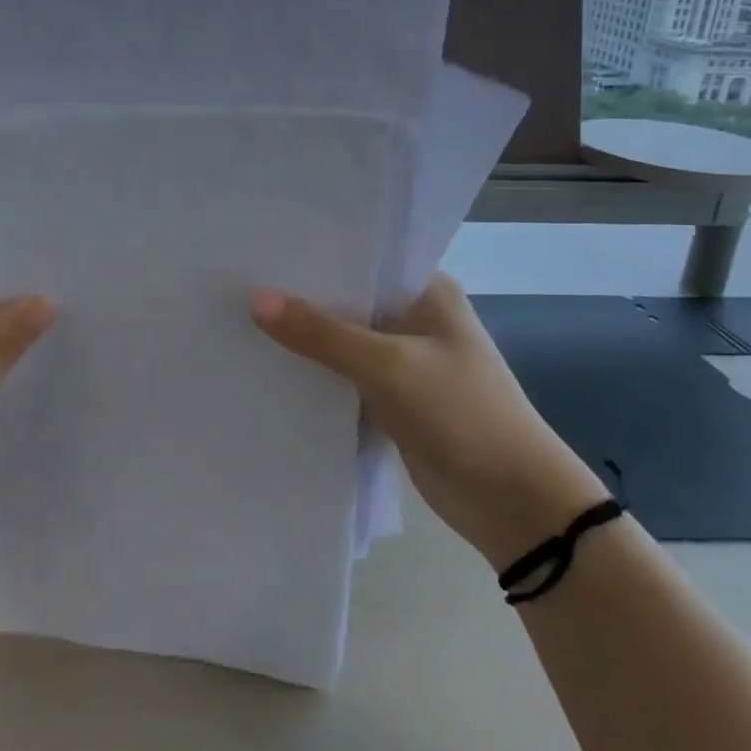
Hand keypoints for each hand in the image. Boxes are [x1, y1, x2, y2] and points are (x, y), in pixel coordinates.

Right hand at [252, 276, 606, 570]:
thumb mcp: (387, 365)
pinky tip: (267, 364)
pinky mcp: (390, 398)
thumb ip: (321, 333)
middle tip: (238, 281)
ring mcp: (402, 360)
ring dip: (303, 337)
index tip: (262, 246)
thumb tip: (256, 300)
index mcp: (426, 291)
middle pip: (347, 299)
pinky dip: (314, 373)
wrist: (512, 503)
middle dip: (301, 296)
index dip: (314, 252)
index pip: (362, 257)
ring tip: (240, 317)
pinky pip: (342, 376)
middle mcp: (413, 317)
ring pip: (341, 340)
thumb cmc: (460, 413)